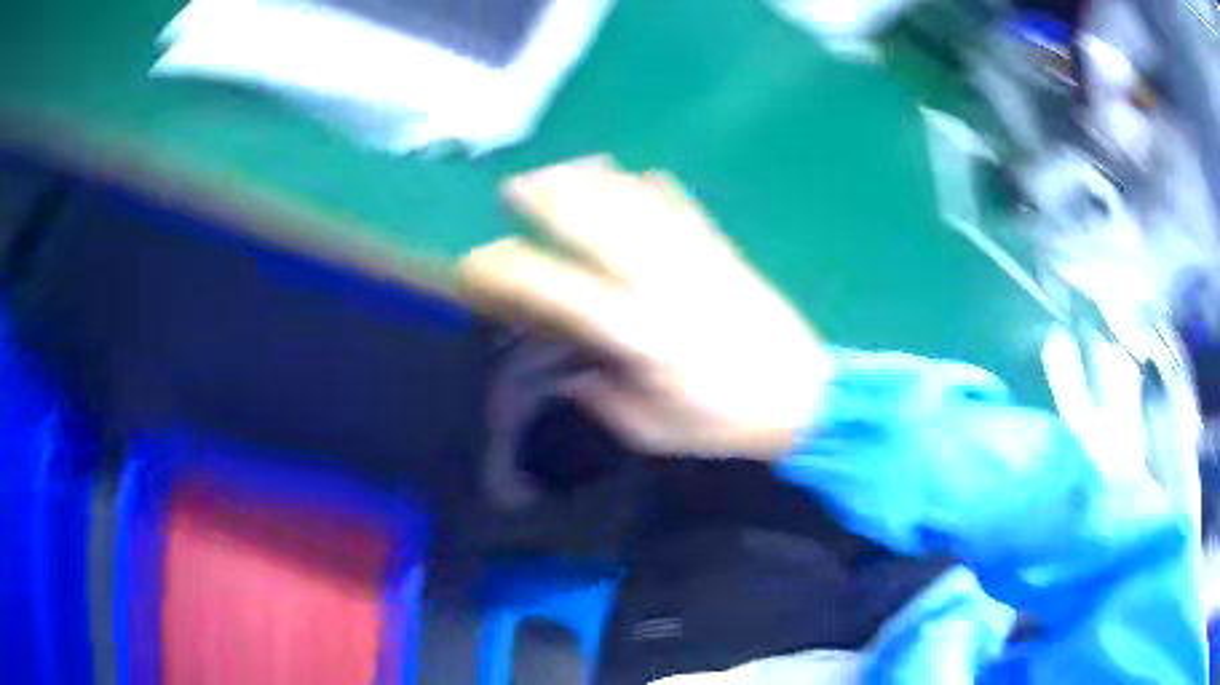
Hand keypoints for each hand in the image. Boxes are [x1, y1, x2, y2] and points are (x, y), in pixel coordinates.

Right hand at [459, 156, 829, 459]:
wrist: (807, 399)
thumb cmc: (727, 423)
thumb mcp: (654, 430)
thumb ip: (606, 400)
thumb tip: (575, 373)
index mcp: (637, 333)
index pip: (556, 287)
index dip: (508, 270)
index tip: (478, 263)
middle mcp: (660, 283)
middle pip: (595, 222)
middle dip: (548, 197)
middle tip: (516, 185)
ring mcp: (696, 260)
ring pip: (636, 204)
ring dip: (594, 180)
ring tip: (565, 166)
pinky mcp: (726, 253)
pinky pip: (685, 209)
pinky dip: (657, 188)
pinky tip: (641, 173)